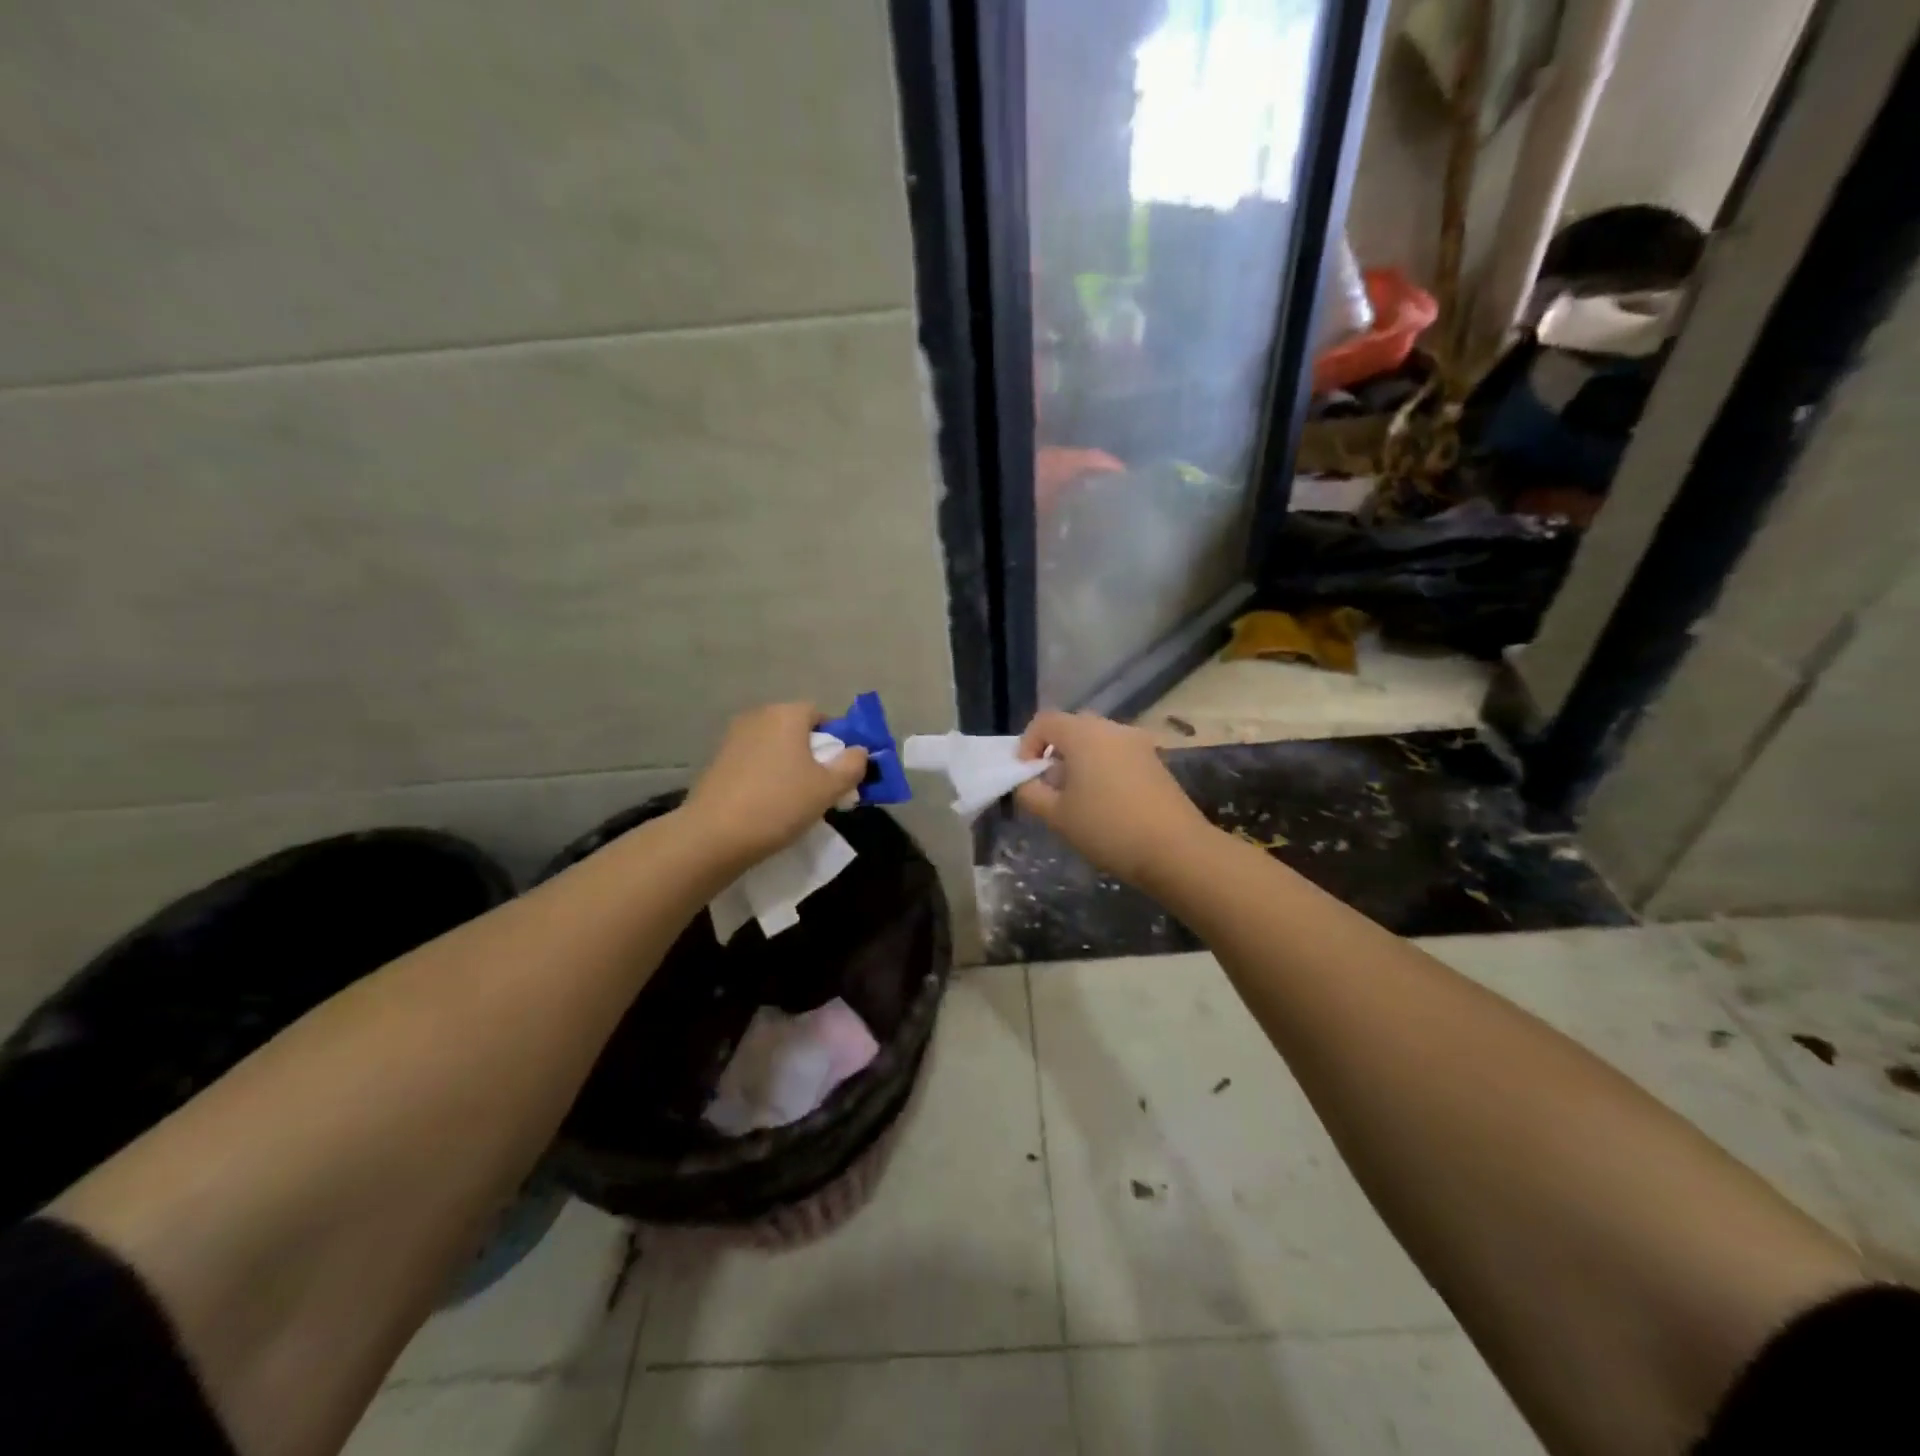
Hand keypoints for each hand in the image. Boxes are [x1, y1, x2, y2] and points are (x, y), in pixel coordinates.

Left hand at [682, 703, 868, 869]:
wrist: (714, 835)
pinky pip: (753, 762)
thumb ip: (852, 765)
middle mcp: (758, 717)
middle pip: (796, 730)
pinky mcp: (717, 761)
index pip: (820, 715)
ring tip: (795, 799)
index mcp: (786, 714)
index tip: (841, 769)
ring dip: (788, 766)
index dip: (836, 740)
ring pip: (774, 747)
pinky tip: (767, 804)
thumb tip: (859, 751)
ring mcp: (733, 738)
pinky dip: (765, 776)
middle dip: (812, 753)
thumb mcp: (828, 788)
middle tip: (822, 786)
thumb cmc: (779, 804)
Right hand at [1013, 710, 1211, 886]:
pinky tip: (1105, 802)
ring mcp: (1138, 743)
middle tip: (1048, 788)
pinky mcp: (1155, 761)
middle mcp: (1112, 728)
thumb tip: (1025, 782)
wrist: (1175, 849)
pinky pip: (1117, 754)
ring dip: (1079, 761)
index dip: (1027, 745)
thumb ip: (1030, 793)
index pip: (1044, 722)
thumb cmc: (1107, 828)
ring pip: (1096, 741)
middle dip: (1053, 753)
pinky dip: (1102, 768)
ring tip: (1076, 798)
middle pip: (1072, 728)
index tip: (1025, 777)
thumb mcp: (1056, 816)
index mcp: (1084, 734)